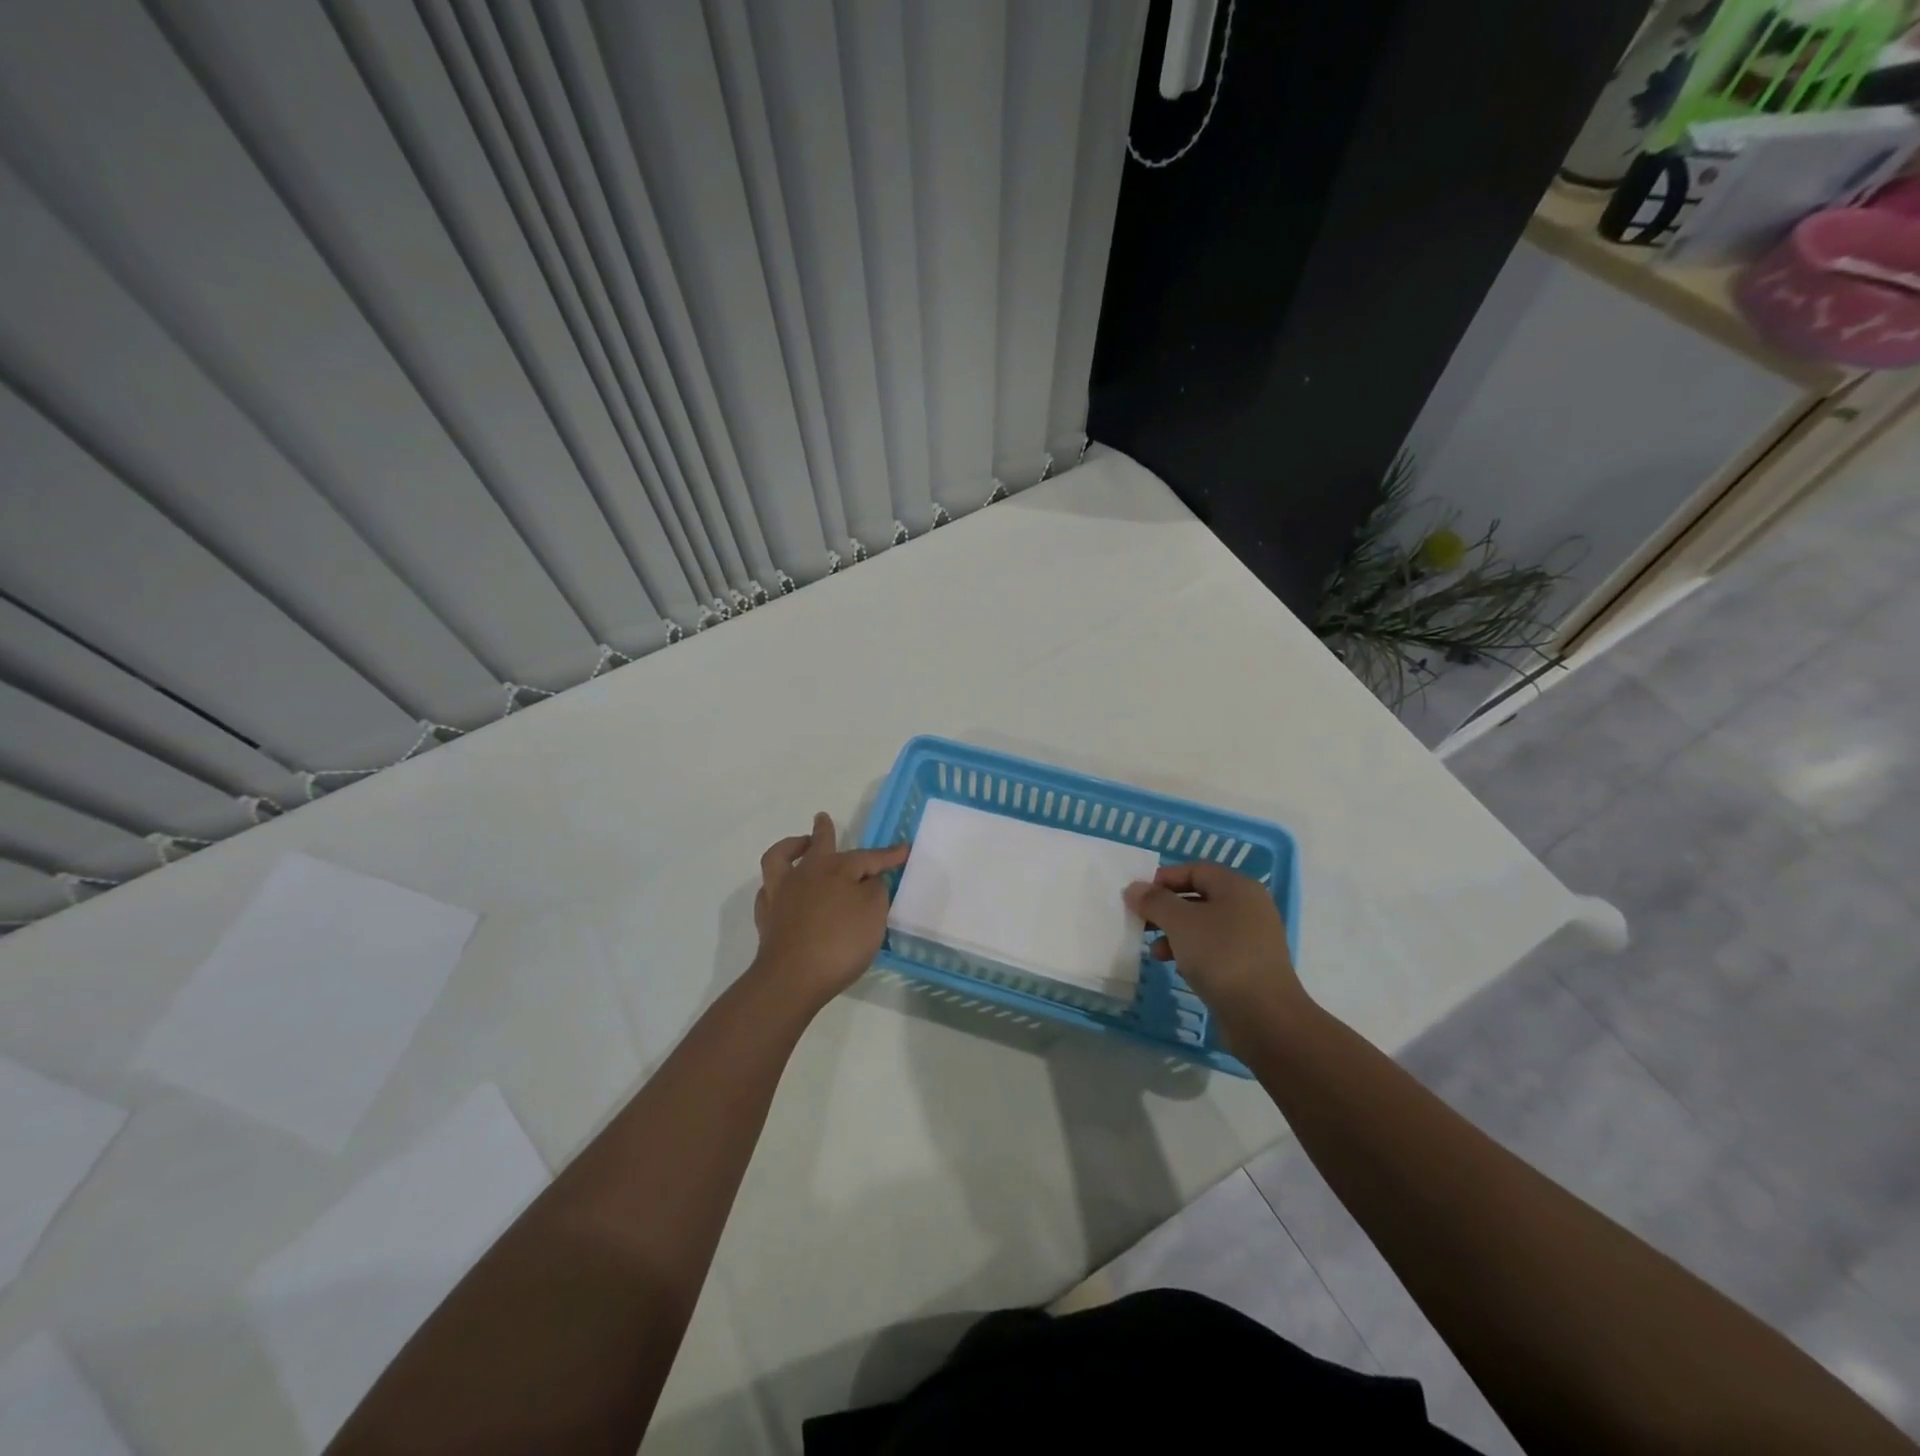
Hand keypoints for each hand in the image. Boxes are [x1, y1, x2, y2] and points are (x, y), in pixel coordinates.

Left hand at [751, 812, 908, 1010]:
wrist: (793, 978)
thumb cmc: (840, 942)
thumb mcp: (873, 913)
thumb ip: (874, 891)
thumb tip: (868, 882)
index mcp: (835, 869)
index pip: (867, 857)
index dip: (887, 855)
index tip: (904, 850)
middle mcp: (805, 874)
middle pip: (817, 845)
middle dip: (824, 831)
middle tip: (823, 818)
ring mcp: (781, 894)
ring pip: (780, 858)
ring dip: (790, 847)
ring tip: (799, 846)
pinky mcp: (767, 918)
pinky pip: (768, 891)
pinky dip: (776, 885)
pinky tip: (782, 890)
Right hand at [1124, 861, 1308, 1020]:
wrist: (1264, 1016)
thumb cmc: (1221, 956)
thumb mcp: (1180, 922)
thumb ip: (1154, 901)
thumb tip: (1134, 888)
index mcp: (1237, 887)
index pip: (1194, 870)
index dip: (1163, 879)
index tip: (1138, 897)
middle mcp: (1249, 907)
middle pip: (1198, 897)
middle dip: (1166, 909)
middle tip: (1140, 922)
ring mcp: (1252, 938)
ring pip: (1204, 926)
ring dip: (1175, 934)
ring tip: (1154, 951)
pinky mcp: (1249, 966)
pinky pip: (1214, 950)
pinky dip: (1192, 953)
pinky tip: (1176, 967)